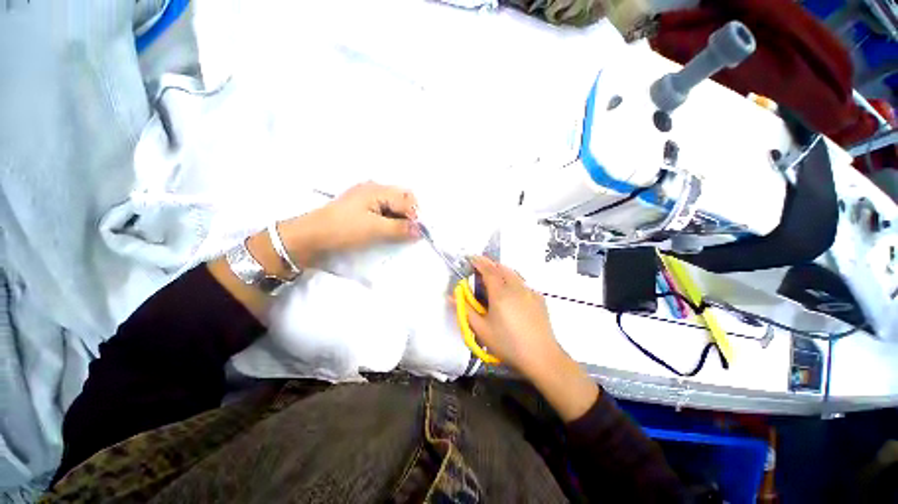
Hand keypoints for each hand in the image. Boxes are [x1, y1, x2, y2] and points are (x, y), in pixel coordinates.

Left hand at [279, 182, 419, 265]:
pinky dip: (392, 220)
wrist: (311, 236)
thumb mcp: (374, 229)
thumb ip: (400, 229)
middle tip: (410, 233)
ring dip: (401, 219)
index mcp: (377, 189)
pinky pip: (385, 210)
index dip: (415, 215)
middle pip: (402, 199)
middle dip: (410, 215)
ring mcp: (368, 198)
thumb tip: (420, 231)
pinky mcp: (363, 208)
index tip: (418, 233)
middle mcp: (374, 189)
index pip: (407, 199)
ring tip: (401, 233)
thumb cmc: (343, 229)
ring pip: (394, 205)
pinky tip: (390, 230)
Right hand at [463, 256, 564, 380]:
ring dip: (502, 269)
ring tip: (494, 274)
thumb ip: (465, 310)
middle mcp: (516, 287)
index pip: (488, 270)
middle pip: (502, 268)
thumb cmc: (507, 344)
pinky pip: (523, 282)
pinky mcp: (539, 298)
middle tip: (481, 265)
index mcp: (500, 293)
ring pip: (514, 273)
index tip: (471, 258)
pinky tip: (511, 290)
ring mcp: (529, 291)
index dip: (479, 262)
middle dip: (490, 264)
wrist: (541, 356)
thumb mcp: (482, 330)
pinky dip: (513, 279)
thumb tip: (451, 296)